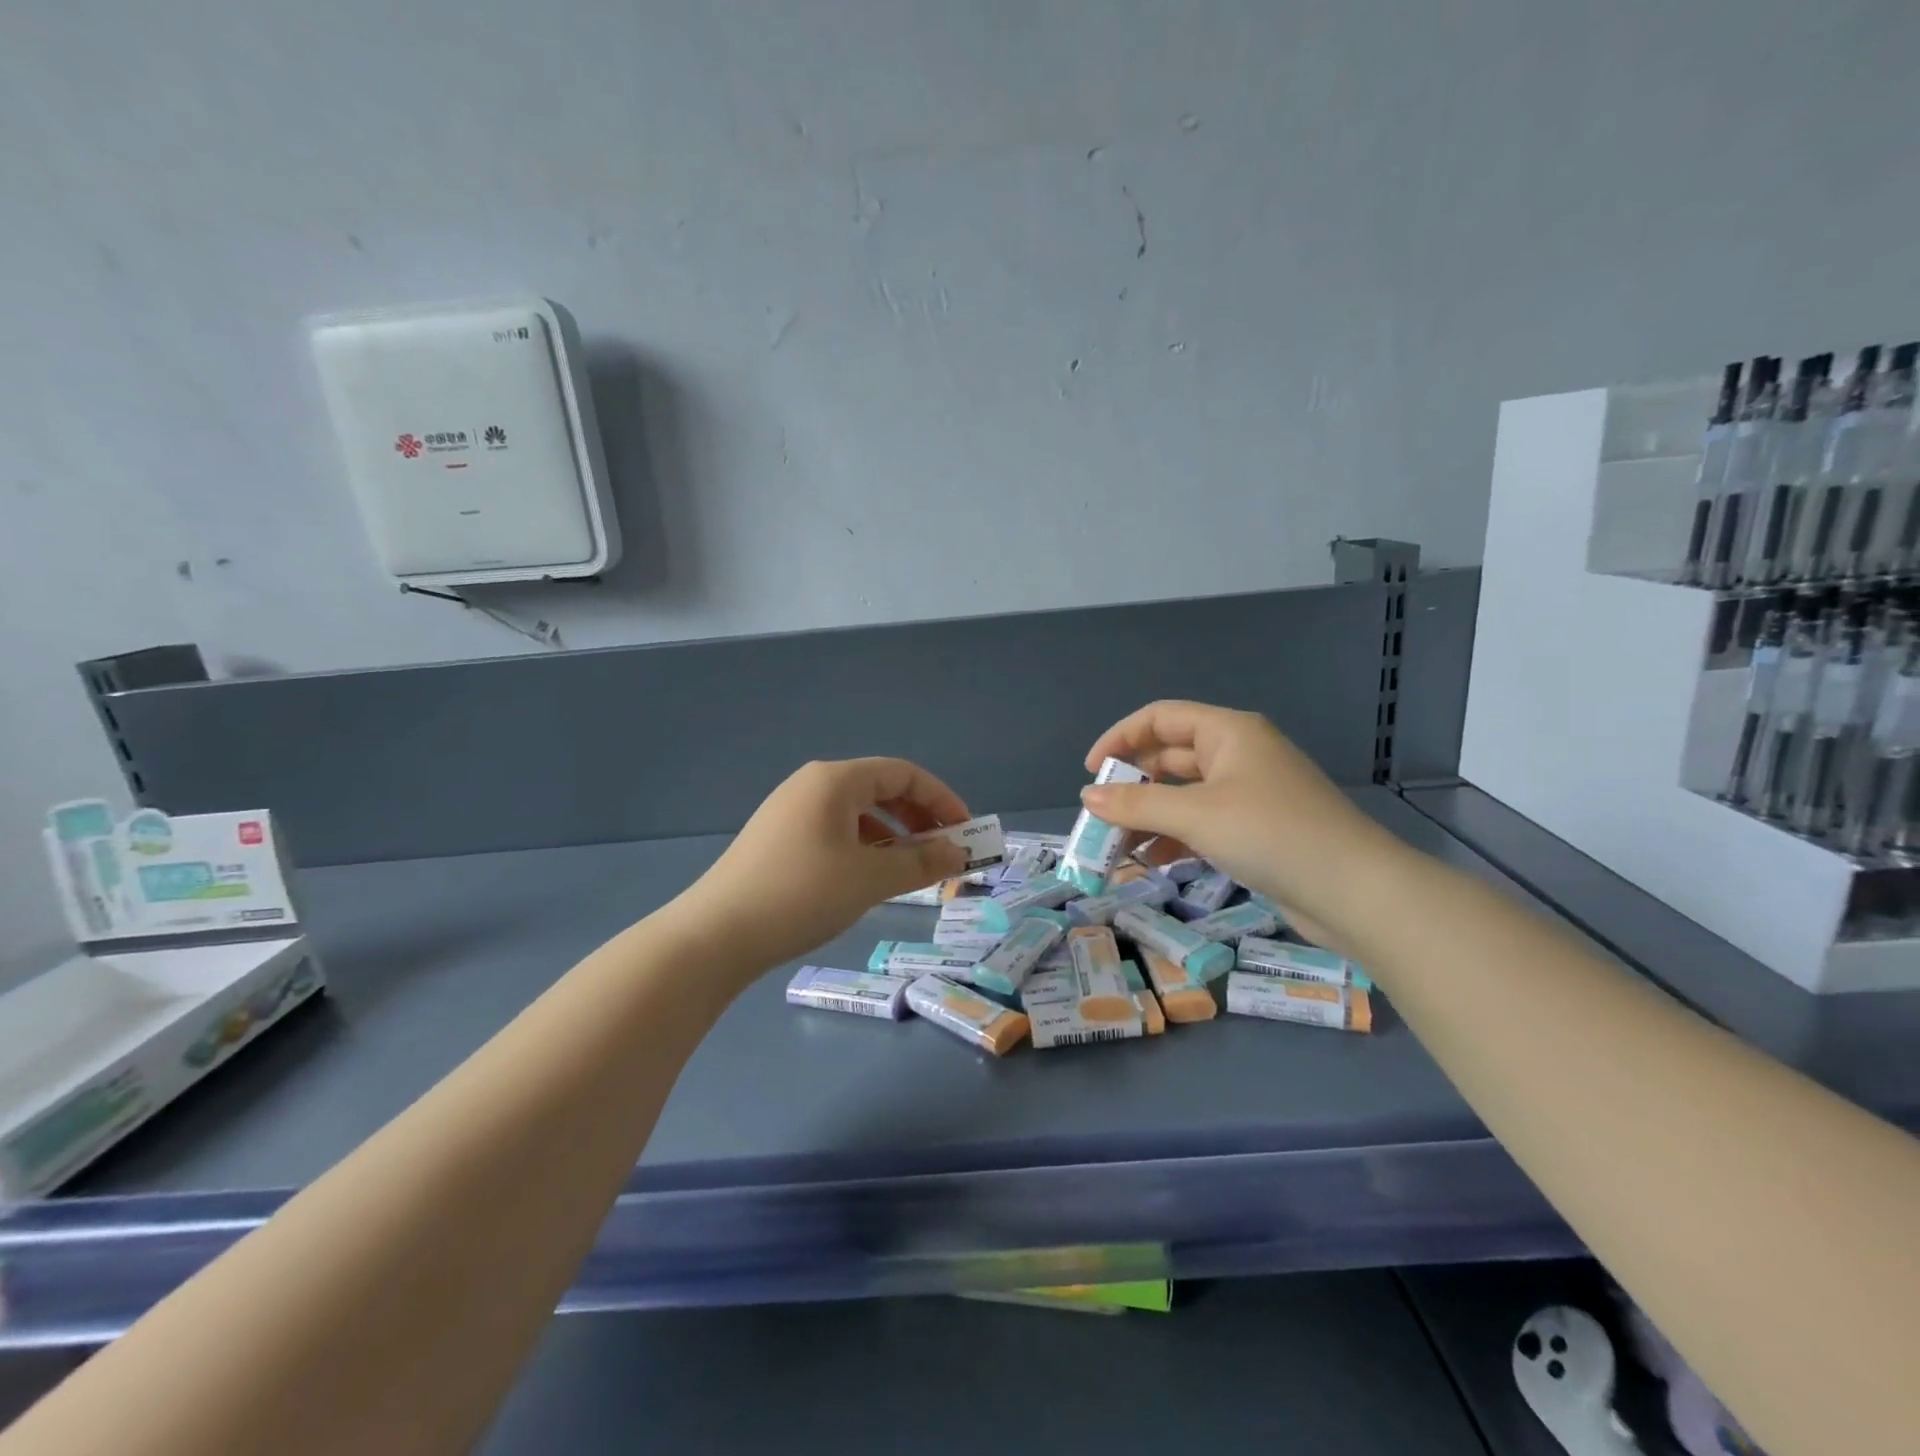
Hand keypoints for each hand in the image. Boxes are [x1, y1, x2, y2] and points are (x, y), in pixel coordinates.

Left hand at [672, 758, 971, 972]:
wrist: (715, 935)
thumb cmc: (801, 895)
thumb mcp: (870, 879)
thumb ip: (920, 861)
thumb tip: (959, 852)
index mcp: (835, 780)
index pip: (904, 774)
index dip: (942, 799)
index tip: (966, 832)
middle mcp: (813, 785)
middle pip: (881, 789)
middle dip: (919, 818)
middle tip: (944, 852)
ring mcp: (791, 811)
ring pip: (858, 813)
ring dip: (893, 835)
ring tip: (912, 869)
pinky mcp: (778, 838)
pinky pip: (836, 830)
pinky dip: (864, 847)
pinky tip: (870, 877)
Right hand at [1080, 701, 1397, 941]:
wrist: (1356, 891)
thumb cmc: (1272, 834)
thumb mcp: (1197, 815)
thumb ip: (1137, 805)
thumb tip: (1088, 798)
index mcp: (1228, 733)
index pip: (1161, 718)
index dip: (1120, 738)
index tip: (1091, 772)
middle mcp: (1238, 755)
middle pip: (1169, 758)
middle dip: (1132, 787)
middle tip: (1099, 818)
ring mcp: (1249, 793)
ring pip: (1183, 796)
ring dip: (1149, 817)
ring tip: (1117, 848)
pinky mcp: (1256, 830)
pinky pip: (1201, 823)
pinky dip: (1174, 838)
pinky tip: (1151, 863)